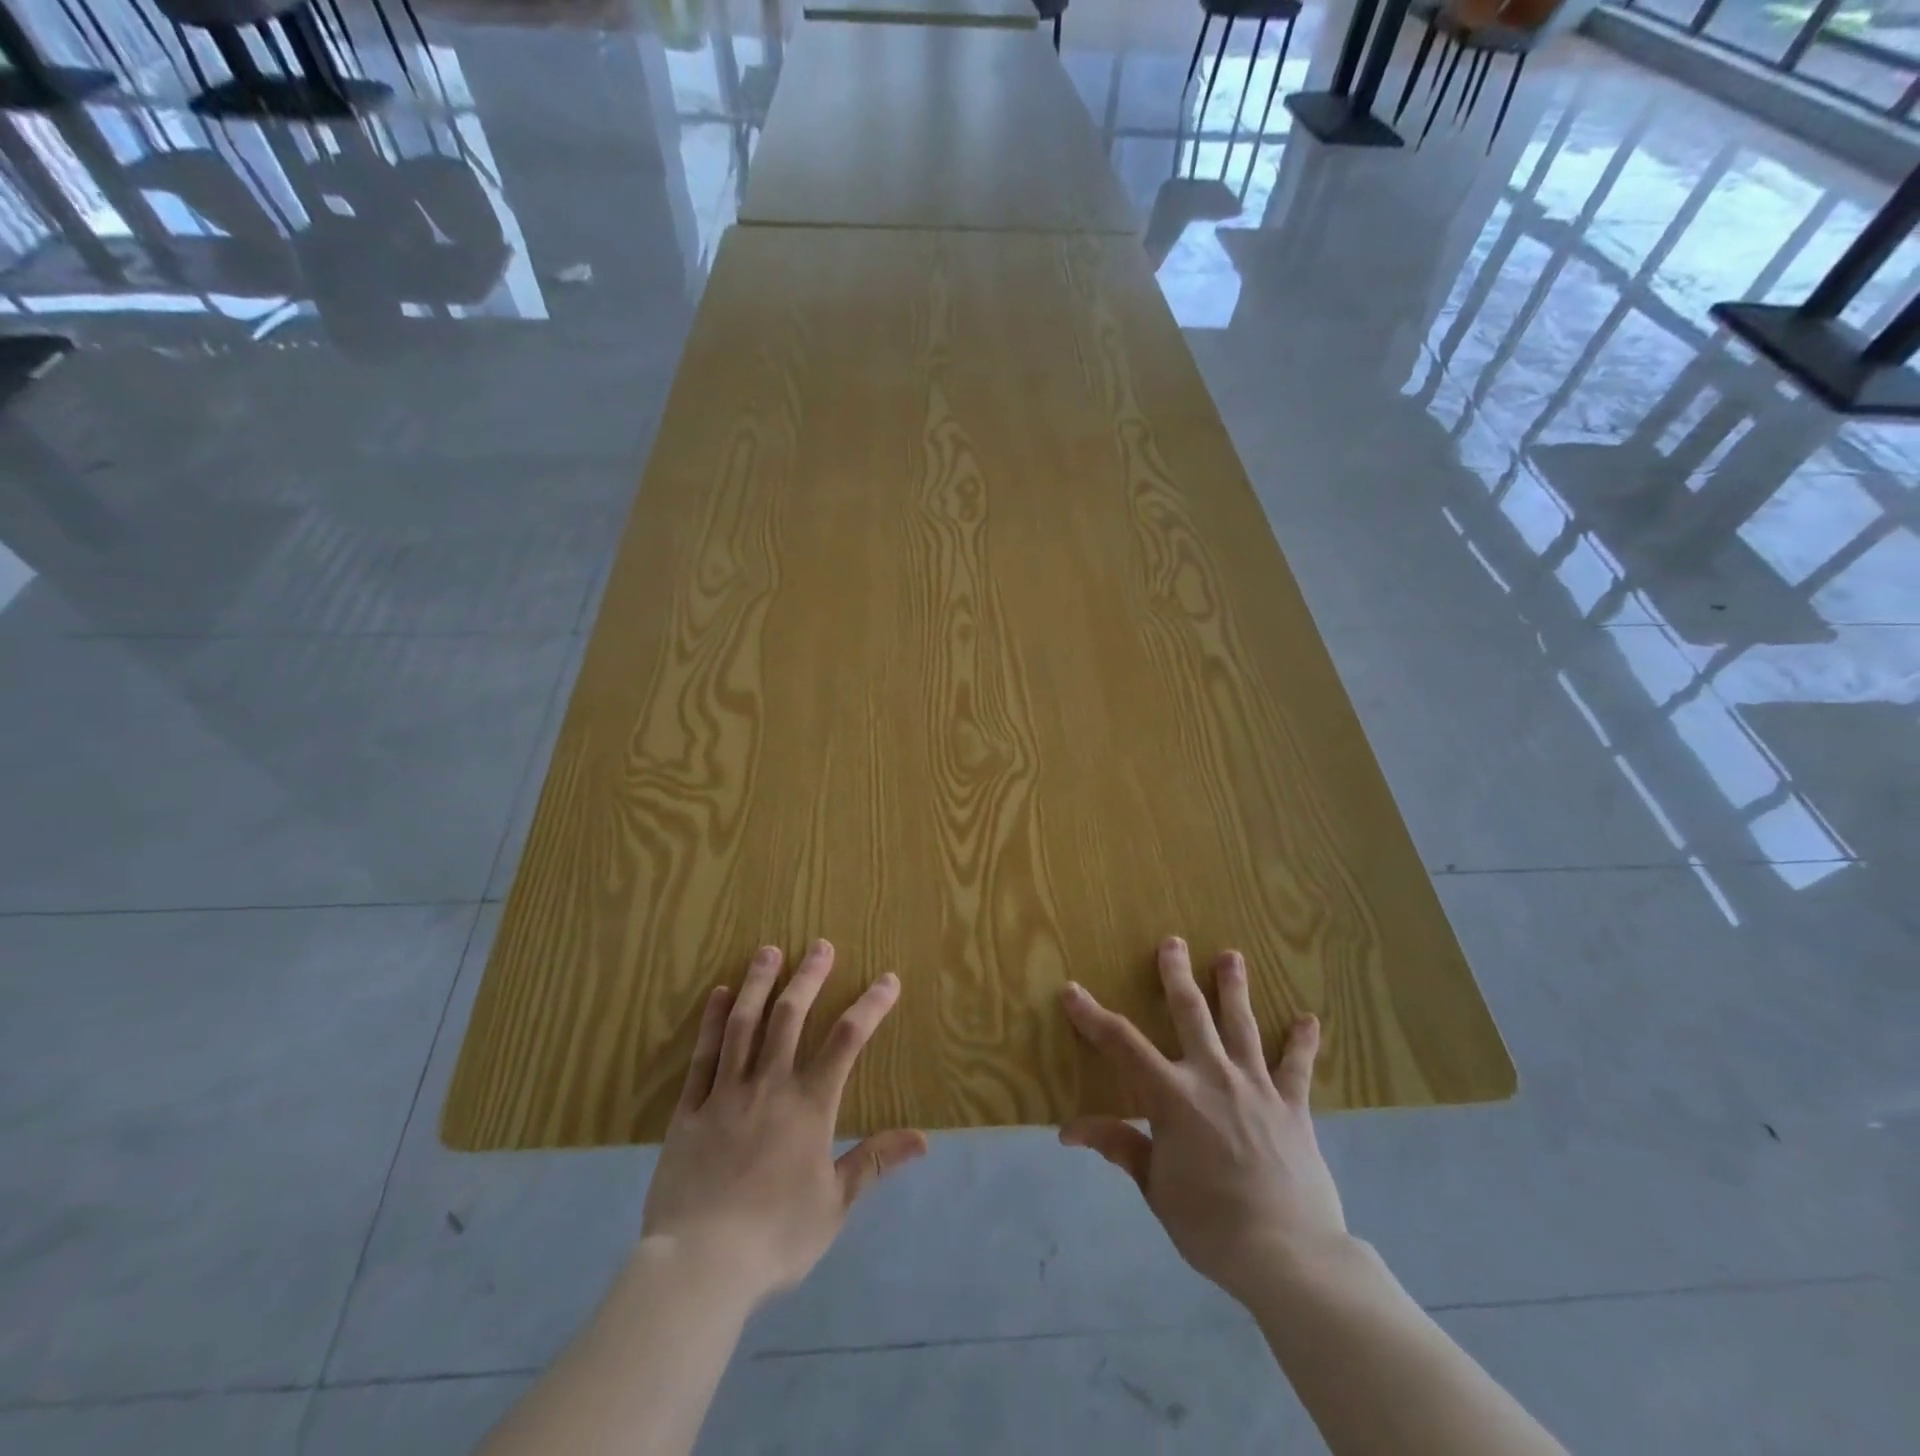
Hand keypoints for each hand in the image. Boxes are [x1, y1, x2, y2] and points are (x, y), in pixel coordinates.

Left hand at [640, 941, 927, 1303]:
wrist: (701, 1265)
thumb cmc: (776, 1237)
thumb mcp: (835, 1204)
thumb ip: (874, 1162)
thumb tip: (923, 1139)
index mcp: (810, 1106)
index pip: (847, 1041)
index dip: (870, 1006)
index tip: (888, 979)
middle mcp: (770, 1086)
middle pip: (791, 1017)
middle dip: (809, 977)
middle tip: (819, 945)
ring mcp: (726, 1094)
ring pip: (744, 1025)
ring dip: (758, 984)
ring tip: (768, 951)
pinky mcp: (690, 1110)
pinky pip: (702, 1056)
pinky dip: (711, 1021)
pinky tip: (718, 995)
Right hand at [1058, 937, 1345, 1304]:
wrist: (1290, 1256)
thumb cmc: (1211, 1225)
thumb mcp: (1156, 1188)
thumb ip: (1120, 1146)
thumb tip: (1070, 1129)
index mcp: (1172, 1097)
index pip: (1121, 1045)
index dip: (1092, 1016)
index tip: (1072, 991)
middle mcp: (1212, 1077)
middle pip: (1190, 1013)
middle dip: (1177, 975)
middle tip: (1173, 942)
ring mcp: (1256, 1087)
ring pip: (1241, 1026)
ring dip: (1234, 989)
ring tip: (1232, 956)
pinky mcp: (1292, 1107)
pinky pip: (1296, 1068)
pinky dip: (1301, 1043)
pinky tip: (1308, 1019)